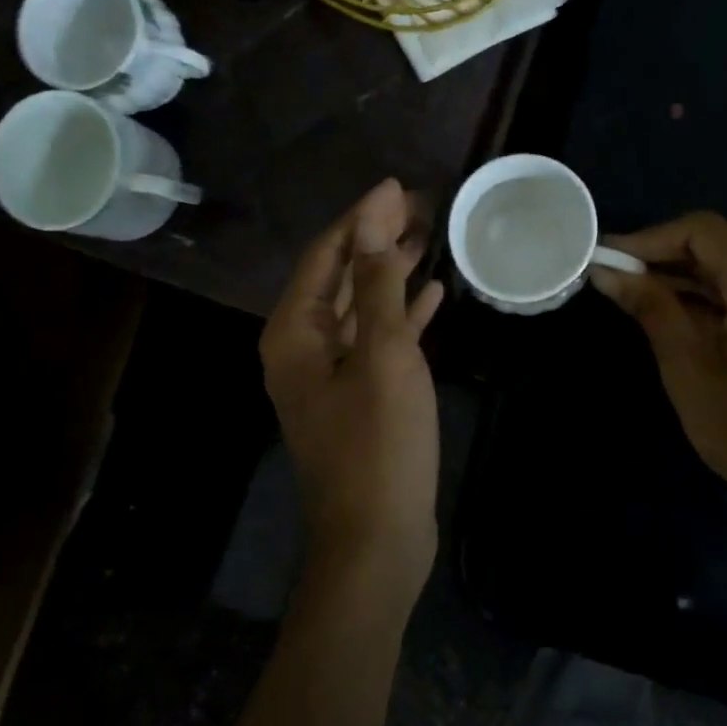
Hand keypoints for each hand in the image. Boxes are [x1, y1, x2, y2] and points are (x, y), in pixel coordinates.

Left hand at [260, 180, 445, 596]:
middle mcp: (303, 347)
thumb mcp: (382, 355)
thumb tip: (371, 220)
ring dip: (391, 273)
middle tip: (422, 207)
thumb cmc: (378, 444)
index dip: (361, 218)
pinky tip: (432, 295)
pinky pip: (377, 340)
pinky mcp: (359, 395)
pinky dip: (401, 315)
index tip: (398, 186)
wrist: (376, 539)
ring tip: (430, 238)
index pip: (326, 255)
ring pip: (361, 306)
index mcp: (294, 333)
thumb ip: (376, 285)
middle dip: (377, 240)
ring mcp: (331, 374)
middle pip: (341, 276)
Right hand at [590, 212, 726, 545]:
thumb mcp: (687, 364)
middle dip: (667, 263)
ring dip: (691, 284)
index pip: (702, 231)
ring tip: (640, 301)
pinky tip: (683, 320)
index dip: (649, 239)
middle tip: (617, 281)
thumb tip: (606, 271)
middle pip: (722, 250)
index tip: (609, 258)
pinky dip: (720, 303)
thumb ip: (650, 305)